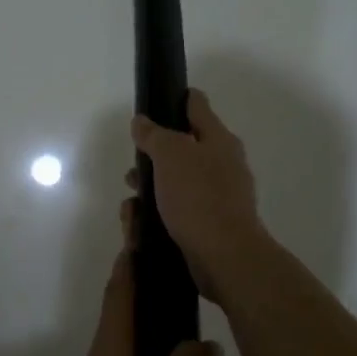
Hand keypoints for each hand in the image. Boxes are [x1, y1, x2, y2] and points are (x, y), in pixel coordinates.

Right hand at [129, 89, 271, 301]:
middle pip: (182, 148)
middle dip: (153, 157)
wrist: (226, 257)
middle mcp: (222, 165)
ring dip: (150, 190)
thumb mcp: (171, 155)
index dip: (175, 99)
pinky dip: (157, 215)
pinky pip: (176, 211)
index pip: (197, 106)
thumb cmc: (198, 197)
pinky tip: (139, 225)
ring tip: (131, 206)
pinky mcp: (208, 225)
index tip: (154, 101)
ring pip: (175, 183)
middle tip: (134, 167)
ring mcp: (217, 197)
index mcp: (218, 140)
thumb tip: (142, 122)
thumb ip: (154, 135)